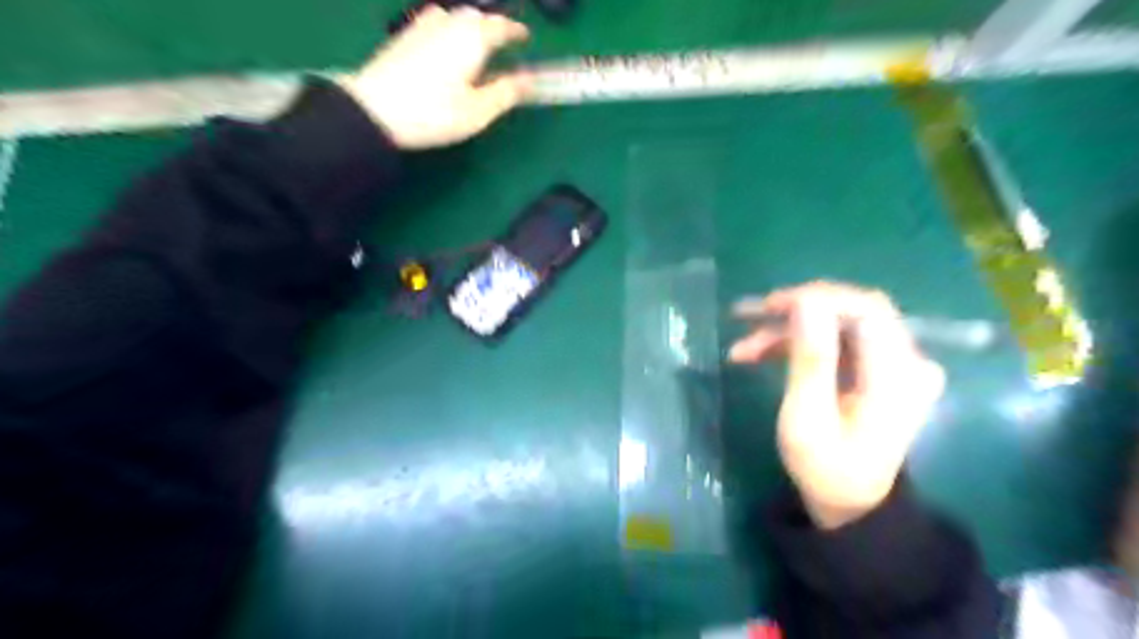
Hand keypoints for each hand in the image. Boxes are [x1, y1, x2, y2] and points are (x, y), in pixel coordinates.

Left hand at [338, 4, 534, 150]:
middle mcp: (449, 25)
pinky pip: (433, 23)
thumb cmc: (434, 113)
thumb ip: (505, 93)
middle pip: (474, 16)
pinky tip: (443, 47)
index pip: (500, 27)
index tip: (525, 37)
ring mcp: (422, 28)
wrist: (375, 109)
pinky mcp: (403, 38)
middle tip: (500, 42)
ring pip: (451, 15)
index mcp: (472, 40)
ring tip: (473, 43)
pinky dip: (447, 29)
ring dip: (467, 25)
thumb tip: (529, 80)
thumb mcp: (478, 111)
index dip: (515, 31)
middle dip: (490, 26)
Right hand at [729, 281, 943, 528]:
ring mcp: (893, 365)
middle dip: (796, 308)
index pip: (864, 309)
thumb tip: (806, 302)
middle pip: (851, 310)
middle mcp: (905, 361)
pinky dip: (798, 343)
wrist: (851, 504)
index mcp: (896, 375)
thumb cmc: (825, 468)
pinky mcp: (877, 369)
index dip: (816, 298)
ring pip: (837, 325)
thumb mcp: (808, 418)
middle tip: (750, 315)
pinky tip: (760, 354)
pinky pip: (836, 341)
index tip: (768, 306)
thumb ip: (812, 359)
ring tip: (742, 349)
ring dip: (787, 331)